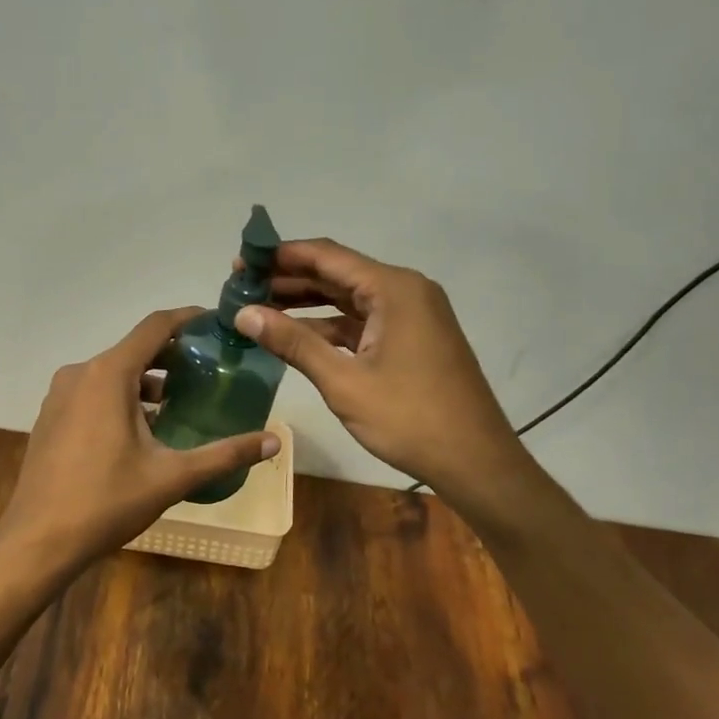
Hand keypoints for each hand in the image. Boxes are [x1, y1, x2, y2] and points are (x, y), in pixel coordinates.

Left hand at [0, 307, 280, 573]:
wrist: (37, 541)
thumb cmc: (106, 501)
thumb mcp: (172, 477)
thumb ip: (224, 454)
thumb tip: (275, 441)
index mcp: (109, 373)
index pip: (155, 326)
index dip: (187, 318)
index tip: (216, 323)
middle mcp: (81, 372)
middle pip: (134, 348)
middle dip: (172, 354)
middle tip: (208, 368)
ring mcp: (61, 393)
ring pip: (112, 371)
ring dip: (146, 380)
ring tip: (180, 401)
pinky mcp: (51, 415)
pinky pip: (93, 390)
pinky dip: (121, 395)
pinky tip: (142, 427)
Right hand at [232, 239, 525, 499]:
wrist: (476, 462)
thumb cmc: (410, 418)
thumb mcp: (344, 381)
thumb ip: (293, 342)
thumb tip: (243, 314)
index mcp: (393, 288)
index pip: (326, 256)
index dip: (280, 256)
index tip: (241, 261)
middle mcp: (405, 290)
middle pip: (337, 273)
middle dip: (289, 279)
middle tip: (242, 286)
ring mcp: (412, 314)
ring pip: (349, 298)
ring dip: (307, 302)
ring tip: (259, 307)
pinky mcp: (413, 337)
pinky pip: (363, 320)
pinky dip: (330, 325)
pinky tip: (295, 334)